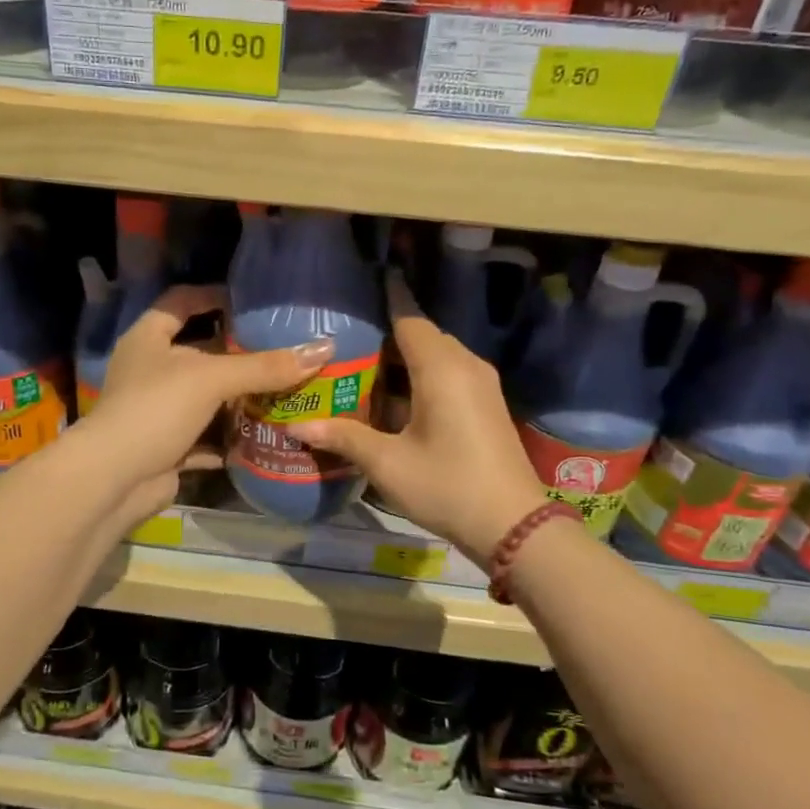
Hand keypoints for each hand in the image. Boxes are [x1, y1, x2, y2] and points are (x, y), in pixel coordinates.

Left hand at [83, 285, 333, 524]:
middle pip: (199, 352)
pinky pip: (206, 437)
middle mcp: (150, 370)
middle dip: (238, 353)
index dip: (212, 295)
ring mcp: (157, 410)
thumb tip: (324, 348)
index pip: (181, 301)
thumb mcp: (212, 378)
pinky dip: (230, 437)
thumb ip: (265, 366)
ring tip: (284, 390)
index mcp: (149, 338)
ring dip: (238, 397)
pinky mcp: (167, 446)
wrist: (115, 480)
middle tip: (282, 349)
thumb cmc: (156, 409)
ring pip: (205, 397)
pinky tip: (265, 435)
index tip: (250, 300)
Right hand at [287, 272, 547, 560]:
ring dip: (404, 357)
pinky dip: (421, 375)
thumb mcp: (387, 464)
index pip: (409, 317)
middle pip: (422, 335)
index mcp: (441, 368)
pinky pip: (449, 374)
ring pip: (437, 355)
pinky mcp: (486, 405)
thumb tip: (294, 426)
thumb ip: (342, 437)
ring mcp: (481, 385)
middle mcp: (465, 366)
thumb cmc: (446, 486)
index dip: (386, 298)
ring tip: (361, 363)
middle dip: (387, 331)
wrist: (514, 526)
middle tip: (345, 336)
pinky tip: (393, 395)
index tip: (363, 282)